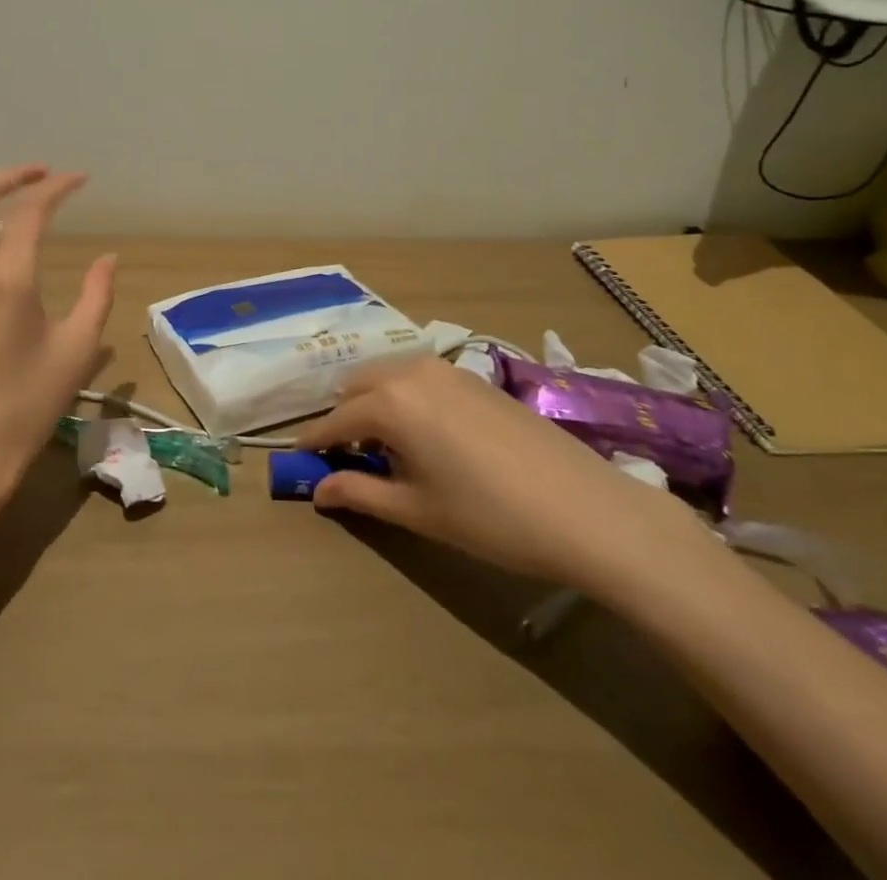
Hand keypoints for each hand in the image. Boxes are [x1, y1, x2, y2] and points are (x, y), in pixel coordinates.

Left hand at [0, 165, 116, 489]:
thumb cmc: (27, 404)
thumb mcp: (77, 349)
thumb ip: (96, 295)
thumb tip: (108, 258)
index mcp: (6, 278)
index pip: (31, 210)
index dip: (57, 187)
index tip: (80, 179)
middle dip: (10, 175)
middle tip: (41, 174)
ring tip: (2, 190)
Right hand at [299, 358, 712, 597]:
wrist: (586, 509)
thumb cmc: (490, 517)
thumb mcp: (418, 511)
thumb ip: (361, 493)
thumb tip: (319, 490)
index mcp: (389, 402)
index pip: (335, 420)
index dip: (314, 442)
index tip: (300, 460)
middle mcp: (410, 372)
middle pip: (357, 387)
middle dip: (344, 418)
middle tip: (348, 458)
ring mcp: (446, 369)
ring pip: (389, 377)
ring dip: (375, 404)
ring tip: (389, 448)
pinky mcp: (474, 376)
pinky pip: (420, 378)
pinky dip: (406, 398)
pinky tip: (427, 434)